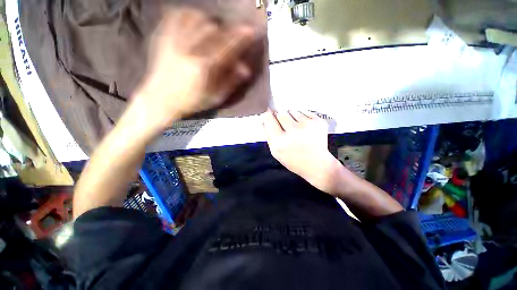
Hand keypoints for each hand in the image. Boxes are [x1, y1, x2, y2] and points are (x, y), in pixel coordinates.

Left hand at [133, 8, 255, 132]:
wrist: (160, 99)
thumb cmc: (191, 101)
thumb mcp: (215, 98)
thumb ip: (231, 82)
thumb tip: (246, 70)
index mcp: (203, 67)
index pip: (227, 47)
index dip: (241, 37)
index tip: (251, 30)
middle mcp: (189, 50)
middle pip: (213, 29)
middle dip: (227, 30)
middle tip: (232, 35)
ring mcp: (173, 41)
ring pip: (196, 18)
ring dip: (210, 21)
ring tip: (215, 29)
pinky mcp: (162, 37)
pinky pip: (175, 15)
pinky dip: (189, 14)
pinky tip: (194, 20)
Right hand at [263, 109, 342, 192]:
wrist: (316, 164)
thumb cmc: (293, 160)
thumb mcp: (275, 152)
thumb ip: (268, 135)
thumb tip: (263, 119)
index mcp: (280, 141)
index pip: (268, 118)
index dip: (268, 115)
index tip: (268, 113)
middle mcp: (293, 131)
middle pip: (280, 113)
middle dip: (280, 118)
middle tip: (285, 126)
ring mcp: (307, 125)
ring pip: (292, 111)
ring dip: (291, 117)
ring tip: (296, 129)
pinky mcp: (318, 122)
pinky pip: (304, 111)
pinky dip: (302, 118)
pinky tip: (304, 128)